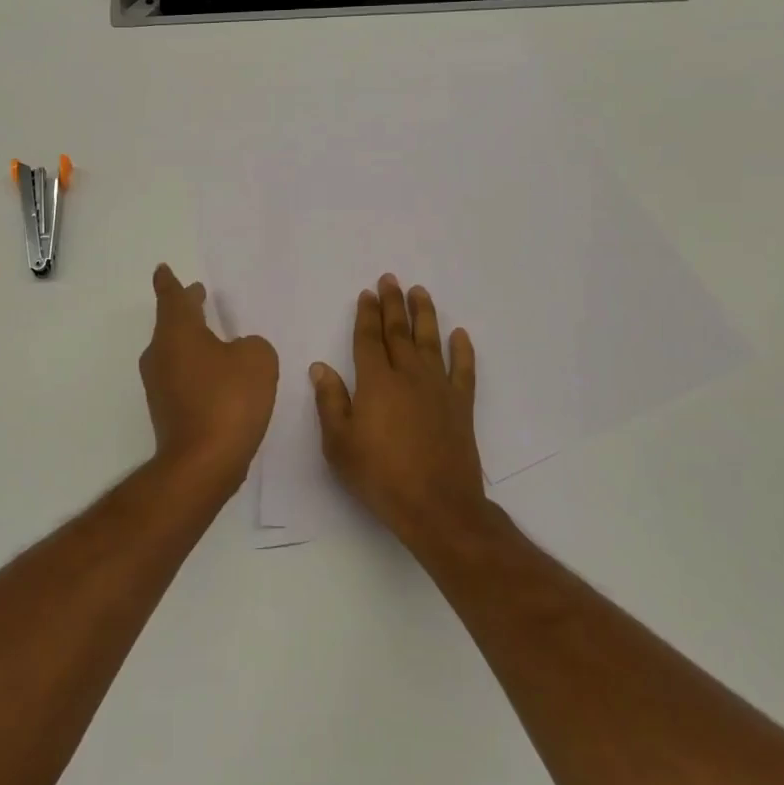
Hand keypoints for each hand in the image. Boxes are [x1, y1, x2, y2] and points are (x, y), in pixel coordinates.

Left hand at [139, 264, 279, 492]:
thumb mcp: (257, 359)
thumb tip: (238, 351)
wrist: (202, 463)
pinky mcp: (166, 411)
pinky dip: (197, 370)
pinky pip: (181, 377)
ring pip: (175, 351)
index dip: (169, 281)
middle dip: (186, 309)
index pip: (171, 296)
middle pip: (172, 323)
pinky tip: (218, 379)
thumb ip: (251, 345)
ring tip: (216, 338)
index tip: (162, 269)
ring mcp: (159, 385)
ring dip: (193, 341)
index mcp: (177, 332)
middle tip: (198, 296)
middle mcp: (160, 354)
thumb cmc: (228, 400)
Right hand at [312, 275, 488, 546]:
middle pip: (399, 332)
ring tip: (420, 292)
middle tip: (391, 279)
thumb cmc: (380, 475)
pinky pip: (463, 370)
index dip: (366, 314)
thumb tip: (320, 367)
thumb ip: (330, 402)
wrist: (436, 505)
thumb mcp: (339, 444)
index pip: (368, 339)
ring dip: (425, 315)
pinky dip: (462, 350)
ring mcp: (438, 388)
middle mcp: (408, 376)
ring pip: (430, 342)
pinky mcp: (460, 405)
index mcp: (375, 382)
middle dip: (393, 304)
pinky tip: (460, 334)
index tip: (367, 293)